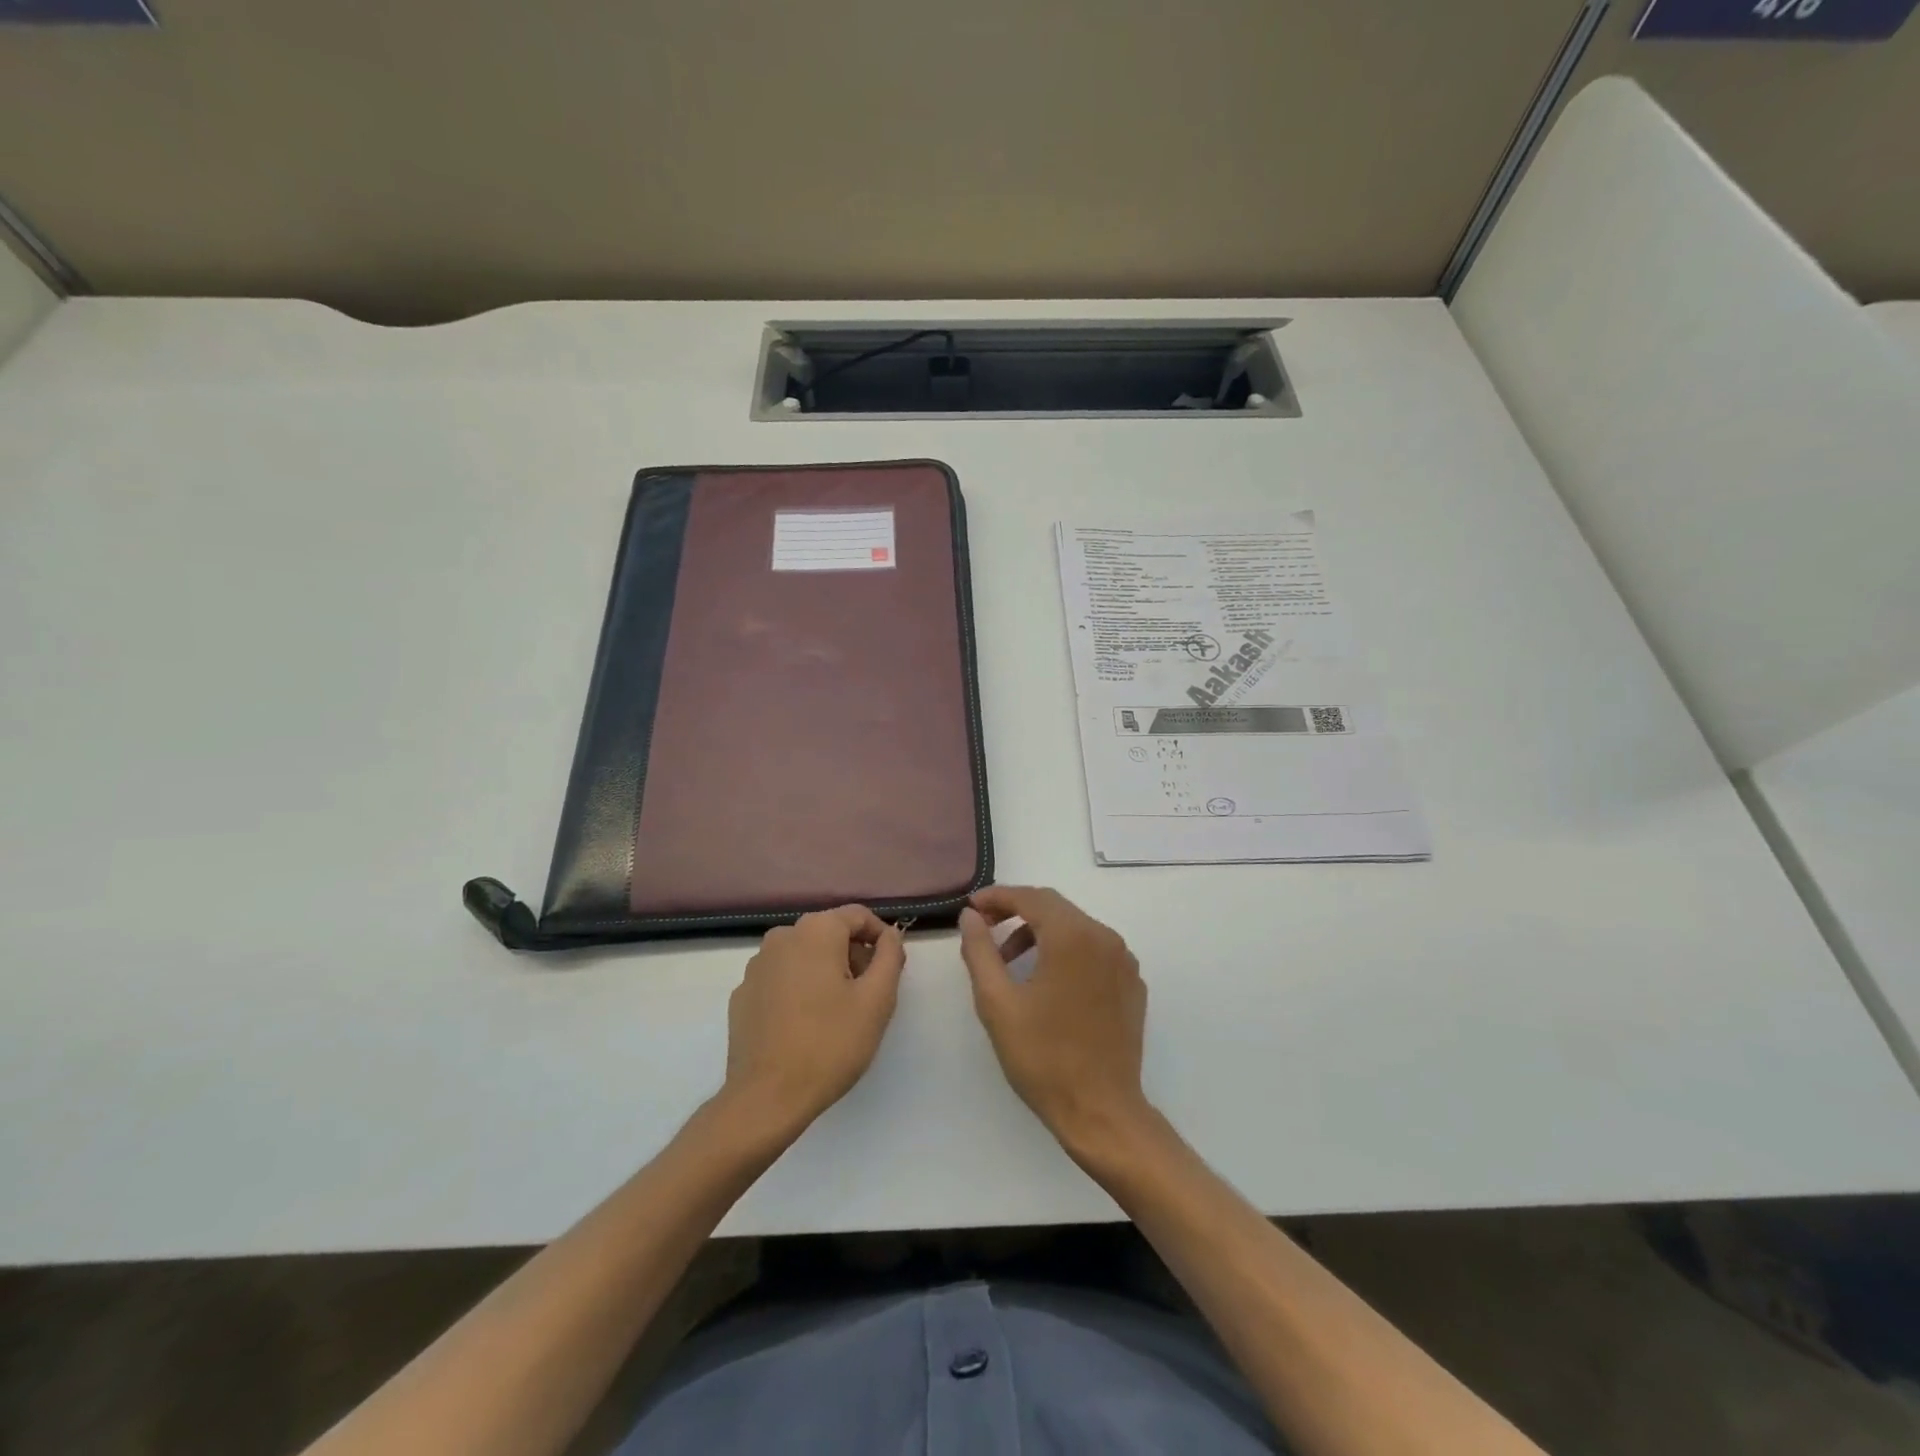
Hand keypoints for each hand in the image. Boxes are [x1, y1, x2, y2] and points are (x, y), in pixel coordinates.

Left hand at [722, 906, 905, 1136]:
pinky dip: (800, 989)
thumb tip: (890, 936)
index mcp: (815, 931)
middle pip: (830, 933)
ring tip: (840, 1013)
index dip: (882, 937)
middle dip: (855, 956)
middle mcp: (782, 937)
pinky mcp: (743, 994)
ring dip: (827, 972)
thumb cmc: (830, 1044)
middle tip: (870, 995)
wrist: (766, 1098)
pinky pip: (782, 978)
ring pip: (805, 955)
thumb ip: (890, 956)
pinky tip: (807, 1025)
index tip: (893, 968)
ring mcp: (756, 966)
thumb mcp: (877, 1000)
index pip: (858, 916)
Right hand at [959, 885, 1151, 1160]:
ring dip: (1040, 933)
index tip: (971, 907)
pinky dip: (1066, 952)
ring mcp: (1124, 961)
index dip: (997, 897)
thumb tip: (970, 916)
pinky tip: (1047, 981)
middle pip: (1055, 908)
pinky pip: (1094, 951)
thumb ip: (980, 951)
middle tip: (985, 929)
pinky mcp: (1132, 984)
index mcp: (1073, 937)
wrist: (1102, 1112)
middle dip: (1016, 912)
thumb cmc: (1043, 1057)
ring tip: (1010, 961)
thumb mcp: (998, 1003)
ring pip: (1075, 928)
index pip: (1031, 897)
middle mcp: (1105, 938)